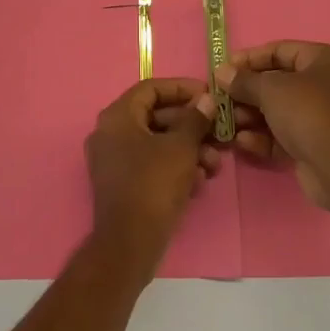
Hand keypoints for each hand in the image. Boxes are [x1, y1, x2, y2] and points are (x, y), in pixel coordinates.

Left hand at [84, 79, 219, 272]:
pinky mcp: (122, 183)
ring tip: (214, 164)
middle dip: (192, 126)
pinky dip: (175, 167)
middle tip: (220, 133)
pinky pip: (151, 164)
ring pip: (157, 143)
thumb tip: (206, 100)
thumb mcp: (181, 147)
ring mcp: (113, 159)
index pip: (151, 88)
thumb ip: (195, 119)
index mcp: (117, 116)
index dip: (182, 88)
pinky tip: (198, 181)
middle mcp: (110, 133)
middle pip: (156, 116)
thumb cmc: (154, 185)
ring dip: (189, 149)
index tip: (209, 95)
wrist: (130, 242)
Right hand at [216, 42, 329, 208]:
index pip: (281, 50)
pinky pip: (285, 135)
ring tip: (227, 122)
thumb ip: (243, 80)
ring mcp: (324, 117)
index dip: (250, 58)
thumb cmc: (307, 112)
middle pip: (278, 82)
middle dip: (247, 92)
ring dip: (251, 116)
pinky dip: (264, 137)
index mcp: (325, 60)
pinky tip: (242, 142)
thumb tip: (222, 73)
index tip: (224, 68)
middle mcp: (328, 85)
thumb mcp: (270, 89)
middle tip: (221, 98)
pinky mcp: (317, 145)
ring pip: (279, 111)